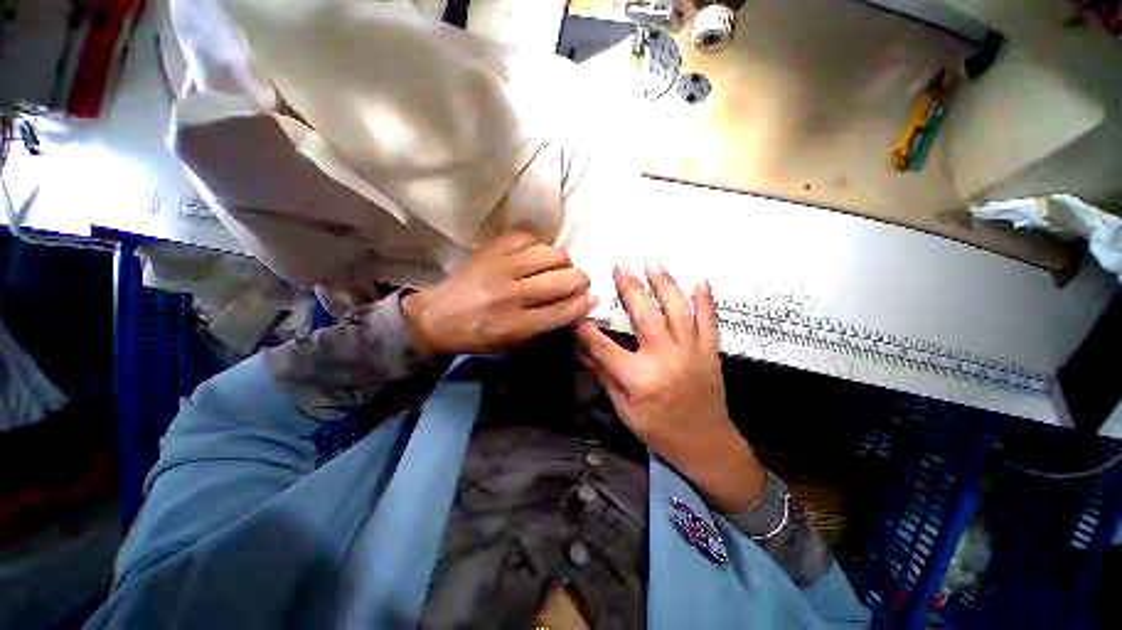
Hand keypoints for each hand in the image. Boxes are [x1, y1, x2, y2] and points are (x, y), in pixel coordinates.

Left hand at [401, 231, 596, 356]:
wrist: (438, 315)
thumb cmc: (480, 334)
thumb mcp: (515, 342)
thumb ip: (548, 325)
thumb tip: (580, 303)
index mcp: (518, 324)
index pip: (566, 309)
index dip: (585, 302)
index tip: (592, 297)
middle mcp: (513, 294)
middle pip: (565, 279)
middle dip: (580, 280)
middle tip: (576, 281)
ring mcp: (502, 267)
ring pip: (553, 254)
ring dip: (562, 261)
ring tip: (556, 267)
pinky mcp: (492, 248)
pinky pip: (529, 236)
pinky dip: (538, 244)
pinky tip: (534, 254)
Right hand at [576, 264, 764, 511]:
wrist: (706, 444)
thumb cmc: (659, 431)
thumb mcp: (625, 410)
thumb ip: (605, 376)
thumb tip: (582, 352)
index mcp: (640, 379)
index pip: (604, 347)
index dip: (586, 328)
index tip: (577, 309)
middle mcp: (666, 360)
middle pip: (645, 317)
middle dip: (630, 288)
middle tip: (620, 266)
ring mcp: (692, 353)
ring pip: (678, 310)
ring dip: (665, 284)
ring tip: (652, 263)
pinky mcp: (710, 352)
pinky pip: (709, 321)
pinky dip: (705, 299)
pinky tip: (699, 279)